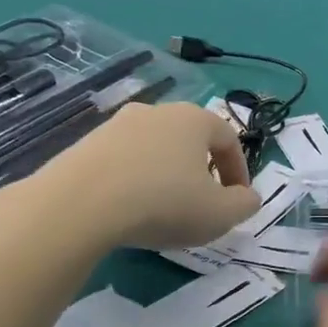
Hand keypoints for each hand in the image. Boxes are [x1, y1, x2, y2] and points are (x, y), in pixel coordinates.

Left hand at [13, 102, 258, 250]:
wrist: (80, 204)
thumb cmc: (164, 203)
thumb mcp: (219, 214)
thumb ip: (244, 205)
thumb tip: (248, 197)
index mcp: (194, 119)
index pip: (228, 138)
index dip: (239, 170)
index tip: (238, 200)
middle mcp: (156, 112)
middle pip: (189, 139)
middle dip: (201, 169)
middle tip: (202, 202)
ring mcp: (116, 125)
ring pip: (154, 149)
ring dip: (165, 174)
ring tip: (163, 208)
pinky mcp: (85, 144)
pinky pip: (122, 161)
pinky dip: (133, 180)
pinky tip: (129, 208)